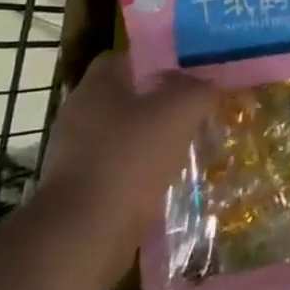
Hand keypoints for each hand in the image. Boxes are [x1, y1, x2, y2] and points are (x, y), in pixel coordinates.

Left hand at [37, 52, 215, 276]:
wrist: (85, 234)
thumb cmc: (130, 157)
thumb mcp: (180, 110)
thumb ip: (200, 89)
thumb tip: (211, 83)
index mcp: (97, 86)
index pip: (129, 56)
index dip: (161, 57)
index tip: (192, 68)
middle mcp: (82, 113)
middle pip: (131, 95)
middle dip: (165, 99)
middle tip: (200, 103)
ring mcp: (78, 153)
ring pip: (129, 132)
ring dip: (158, 136)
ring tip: (193, 140)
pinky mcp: (83, 187)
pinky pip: (123, 165)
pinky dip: (146, 168)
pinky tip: (173, 174)